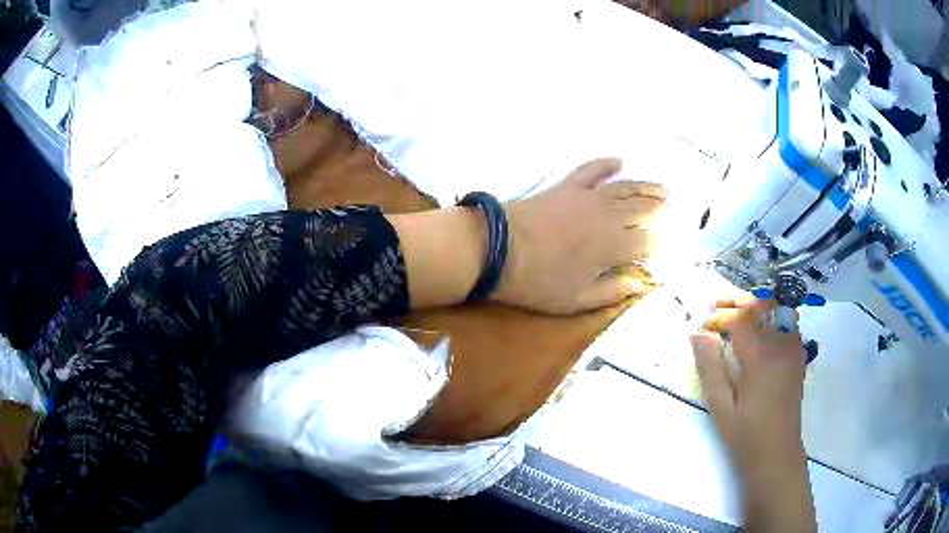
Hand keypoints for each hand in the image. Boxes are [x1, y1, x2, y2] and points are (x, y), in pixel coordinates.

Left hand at [492, 158, 666, 313]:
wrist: (498, 248)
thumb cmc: (538, 281)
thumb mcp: (576, 299)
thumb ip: (612, 291)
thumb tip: (641, 282)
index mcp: (613, 246)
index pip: (647, 242)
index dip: (658, 246)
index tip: (664, 249)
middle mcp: (608, 216)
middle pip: (643, 210)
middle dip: (661, 212)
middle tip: (674, 213)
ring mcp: (588, 197)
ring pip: (626, 188)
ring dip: (647, 187)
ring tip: (664, 189)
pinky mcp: (568, 186)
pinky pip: (591, 170)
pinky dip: (605, 164)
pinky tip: (619, 161)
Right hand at [690, 295, 815, 531]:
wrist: (777, 455)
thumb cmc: (746, 436)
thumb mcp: (721, 407)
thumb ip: (710, 368)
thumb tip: (697, 334)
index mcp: (762, 357)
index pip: (741, 318)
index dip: (720, 316)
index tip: (703, 328)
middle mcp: (782, 345)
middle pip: (762, 305)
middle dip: (737, 302)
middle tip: (716, 311)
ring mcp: (794, 348)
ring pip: (777, 309)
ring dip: (755, 306)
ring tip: (735, 317)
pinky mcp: (798, 356)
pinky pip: (786, 322)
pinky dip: (769, 317)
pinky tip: (757, 333)